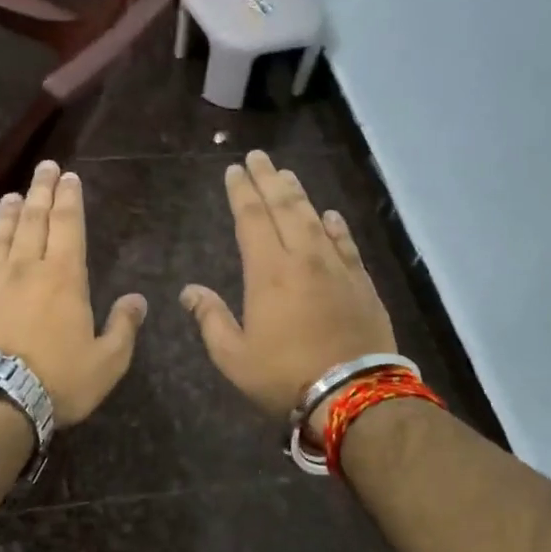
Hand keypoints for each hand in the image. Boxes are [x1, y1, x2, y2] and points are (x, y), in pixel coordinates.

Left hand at [0, 160, 146, 427]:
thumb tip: (137, 299)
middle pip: (33, 221)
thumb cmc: (59, 382)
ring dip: (6, 214)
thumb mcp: (108, 362)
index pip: (68, 226)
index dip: (69, 199)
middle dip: (41, 192)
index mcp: (64, 279)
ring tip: (13, 195)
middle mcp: (25, 270)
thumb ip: (124, 327)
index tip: (69, 176)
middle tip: (45, 168)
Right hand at [181, 151, 396, 434]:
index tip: (234, 169)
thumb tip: (189, 291)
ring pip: (316, 219)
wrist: (353, 393)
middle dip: (268, 179)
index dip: (242, 192)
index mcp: (268, 272)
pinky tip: (330, 215)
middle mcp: (304, 258)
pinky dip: (335, 226)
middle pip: (285, 207)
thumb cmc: (285, 376)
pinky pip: (346, 243)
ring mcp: (337, 268)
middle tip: (258, 157)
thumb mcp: (234, 357)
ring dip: (299, 194)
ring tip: (287, 174)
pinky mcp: (361, 283)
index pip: (252, 219)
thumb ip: (210, 319)